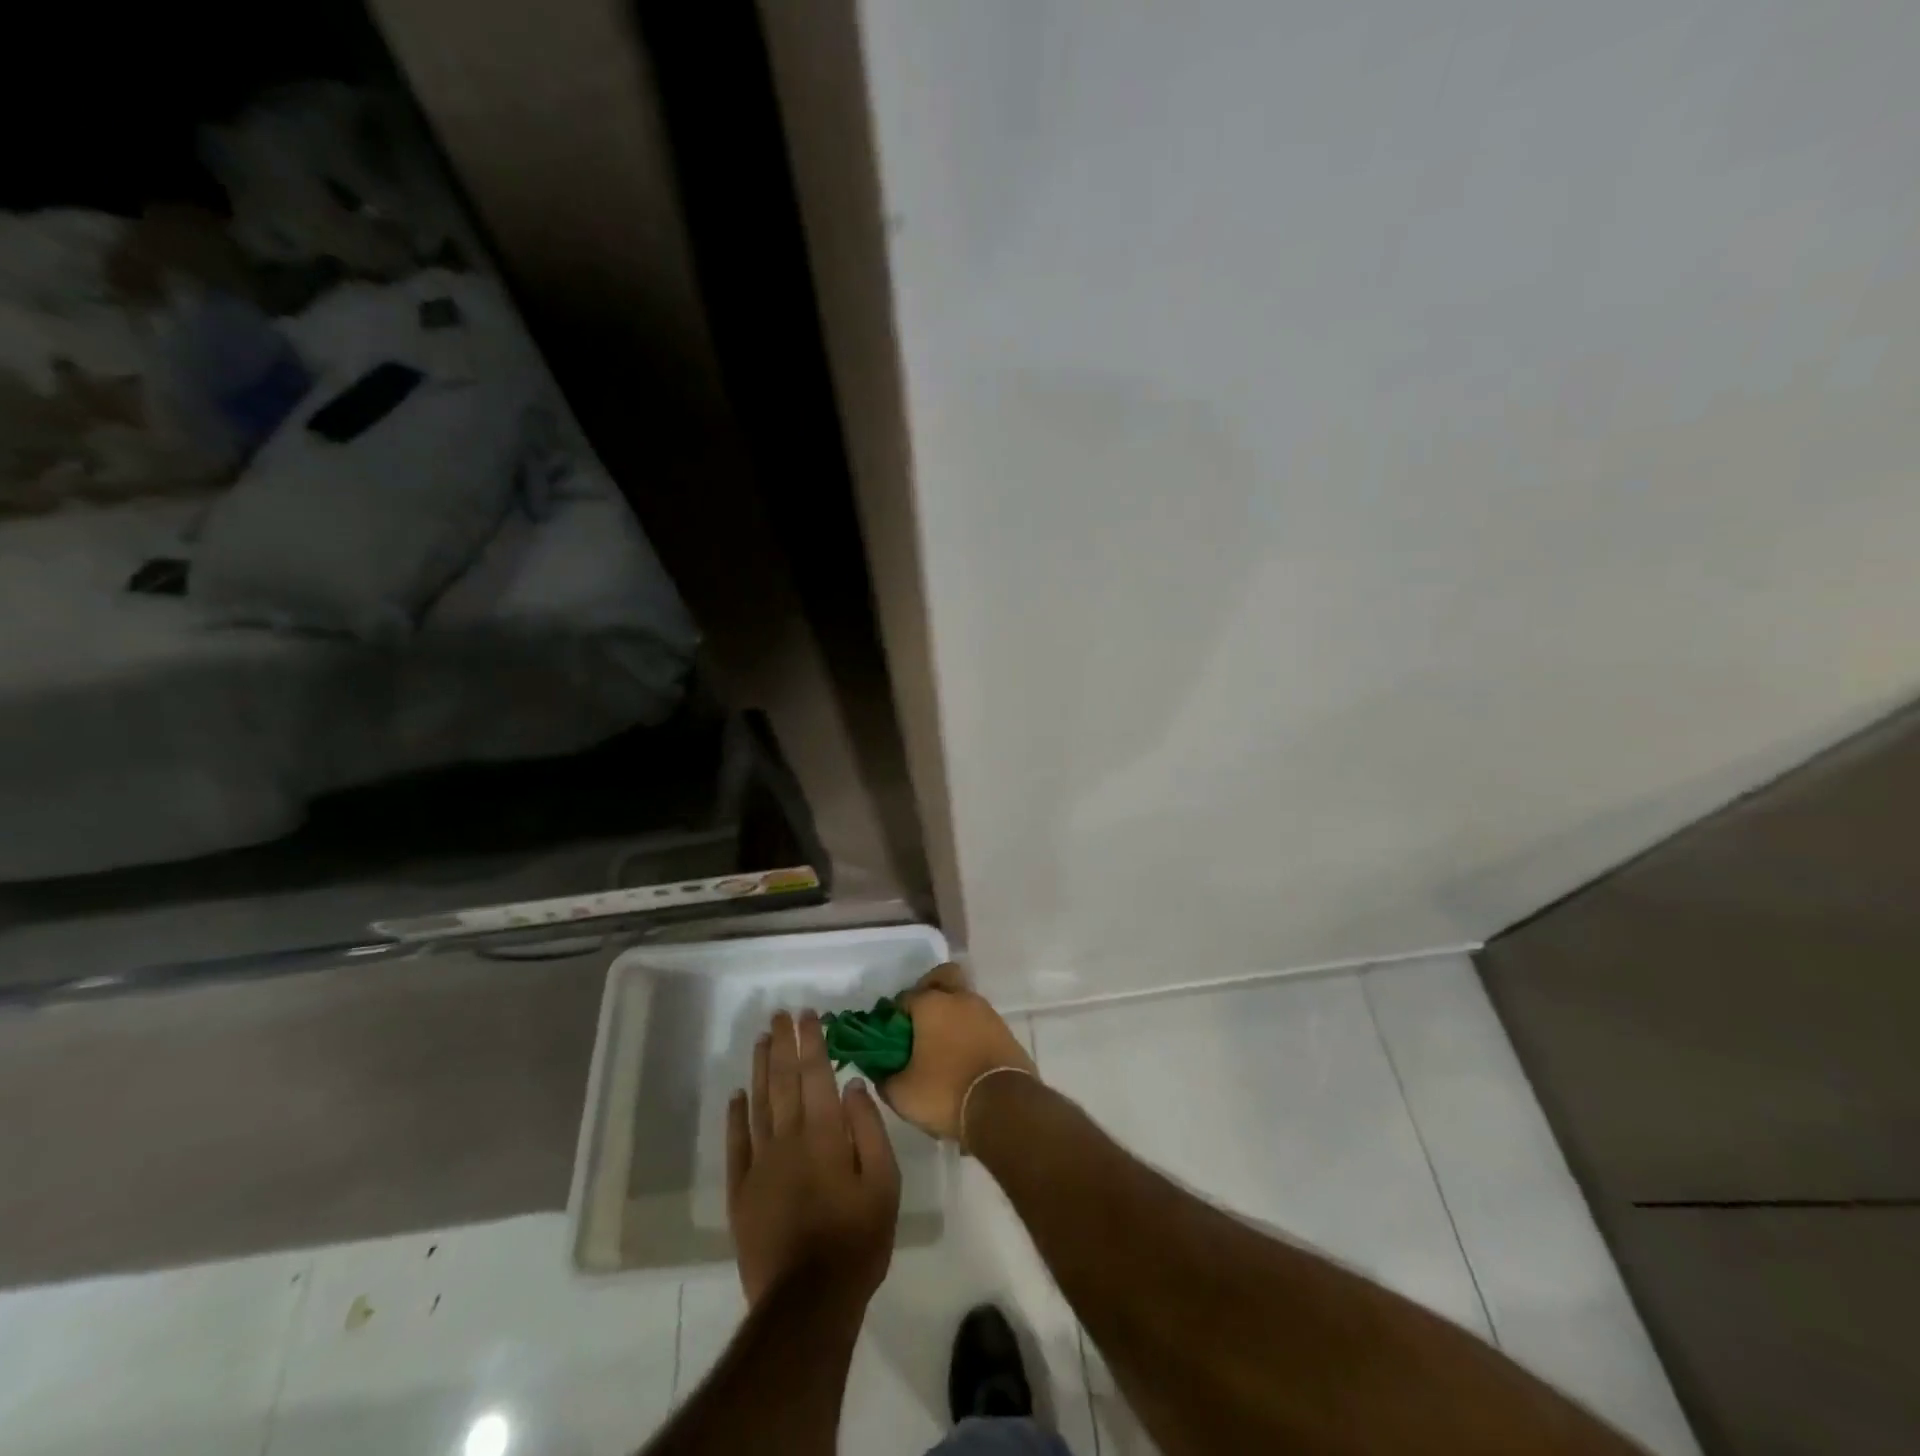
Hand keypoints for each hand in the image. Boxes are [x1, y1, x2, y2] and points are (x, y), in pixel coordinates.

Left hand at [727, 1010, 900, 1307]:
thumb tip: (852, 1085)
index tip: (808, 1014)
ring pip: (758, 1104)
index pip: (816, 1074)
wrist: (808, 1302)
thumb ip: (869, 1129)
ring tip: (761, 1039)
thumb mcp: (884, 1183)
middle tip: (780, 1015)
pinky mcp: (741, 1191)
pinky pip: (736, 1144)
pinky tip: (737, 1095)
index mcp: (824, 1133)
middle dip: (783, 1044)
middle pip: (784, 1081)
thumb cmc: (857, 1239)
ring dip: (760, 1068)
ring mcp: (760, 1164)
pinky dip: (736, 1116)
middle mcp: (787, 1138)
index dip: (811, 1041)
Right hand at [879, 964, 1037, 1141]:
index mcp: (931, 1004)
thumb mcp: (902, 1094)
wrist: (1005, 1107)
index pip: (904, 997)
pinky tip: (963, 1057)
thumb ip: (884, 1077)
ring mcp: (986, 1012)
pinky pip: (980, 1022)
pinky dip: (969, 1032)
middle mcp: (960, 998)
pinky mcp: (1005, 1031)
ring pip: (963, 1000)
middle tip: (919, 1023)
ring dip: (951, 1015)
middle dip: (928, 991)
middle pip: (942, 977)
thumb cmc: (946, 1092)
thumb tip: (880, 1071)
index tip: (890, 1038)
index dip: (893, 1016)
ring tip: (941, 1047)